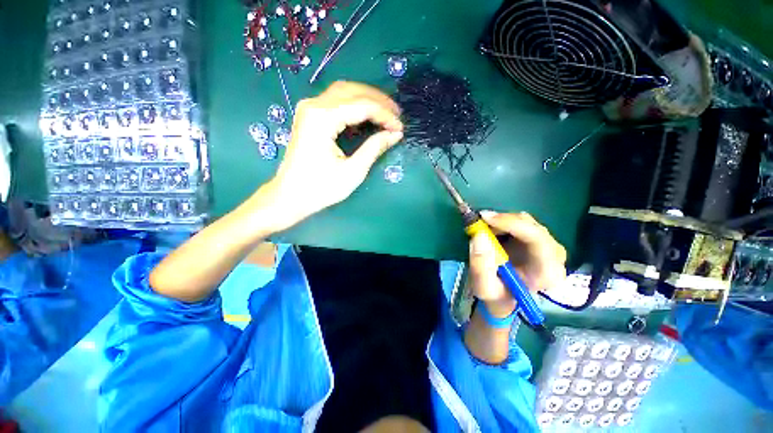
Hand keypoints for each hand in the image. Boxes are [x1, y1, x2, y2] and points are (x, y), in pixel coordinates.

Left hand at [259, 81, 403, 230]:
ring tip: (387, 113)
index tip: (400, 128)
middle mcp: (313, 105)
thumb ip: (374, 148)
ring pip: (344, 92)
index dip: (385, 115)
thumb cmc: (320, 188)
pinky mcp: (309, 116)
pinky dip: (355, 106)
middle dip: (379, 102)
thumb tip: (395, 134)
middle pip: (353, 91)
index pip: (362, 106)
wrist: (290, 196)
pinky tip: (367, 116)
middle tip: (397, 116)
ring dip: (368, 100)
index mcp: (322, 118)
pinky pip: (337, 102)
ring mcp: (309, 109)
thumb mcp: (352, 171)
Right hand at [468, 211, 566, 316]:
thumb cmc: (497, 296)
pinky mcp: (539, 239)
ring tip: (483, 229)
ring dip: (502, 221)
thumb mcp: (483, 287)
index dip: (511, 224)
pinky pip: (522, 223)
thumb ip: (480, 265)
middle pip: (533, 227)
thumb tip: (479, 235)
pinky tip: (492, 230)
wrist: (505, 297)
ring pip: (526, 222)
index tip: (485, 218)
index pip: (537, 238)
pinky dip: (504, 222)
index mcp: (547, 272)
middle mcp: (555, 257)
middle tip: (479, 221)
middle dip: (503, 221)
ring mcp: (549, 246)